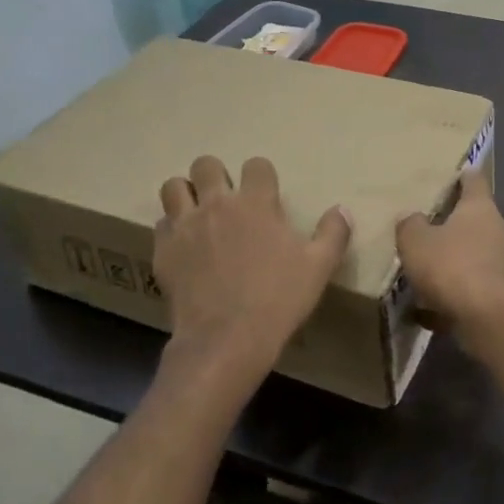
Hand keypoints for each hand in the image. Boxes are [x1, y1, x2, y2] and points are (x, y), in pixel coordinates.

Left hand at [154, 156, 350, 383]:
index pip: (256, 165)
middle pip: (206, 165)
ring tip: (198, 212)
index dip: (262, 175)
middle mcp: (217, 204)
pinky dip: (172, 229)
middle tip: (226, 198)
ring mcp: (185, 226)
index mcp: (256, 203)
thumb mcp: (319, 267)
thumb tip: (342, 210)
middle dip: (216, 175)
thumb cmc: (278, 299)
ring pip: (173, 186)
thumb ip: (333, 233)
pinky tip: (185, 246)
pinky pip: (161, 224)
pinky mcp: (163, 251)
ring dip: (186, 193)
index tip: (267, 194)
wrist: (226, 338)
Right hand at [395, 171, 503, 332]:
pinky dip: (457, 293)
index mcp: (481, 208)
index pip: (475, 181)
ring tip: (431, 271)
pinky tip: (429, 310)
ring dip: (460, 260)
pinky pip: (475, 287)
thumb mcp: (415, 241)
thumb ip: (410, 225)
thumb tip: (411, 217)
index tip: (458, 173)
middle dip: (460, 224)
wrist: (486, 317)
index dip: (465, 176)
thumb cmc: (451, 265)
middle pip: (480, 219)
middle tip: (436, 228)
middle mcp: (500, 230)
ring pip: (479, 254)